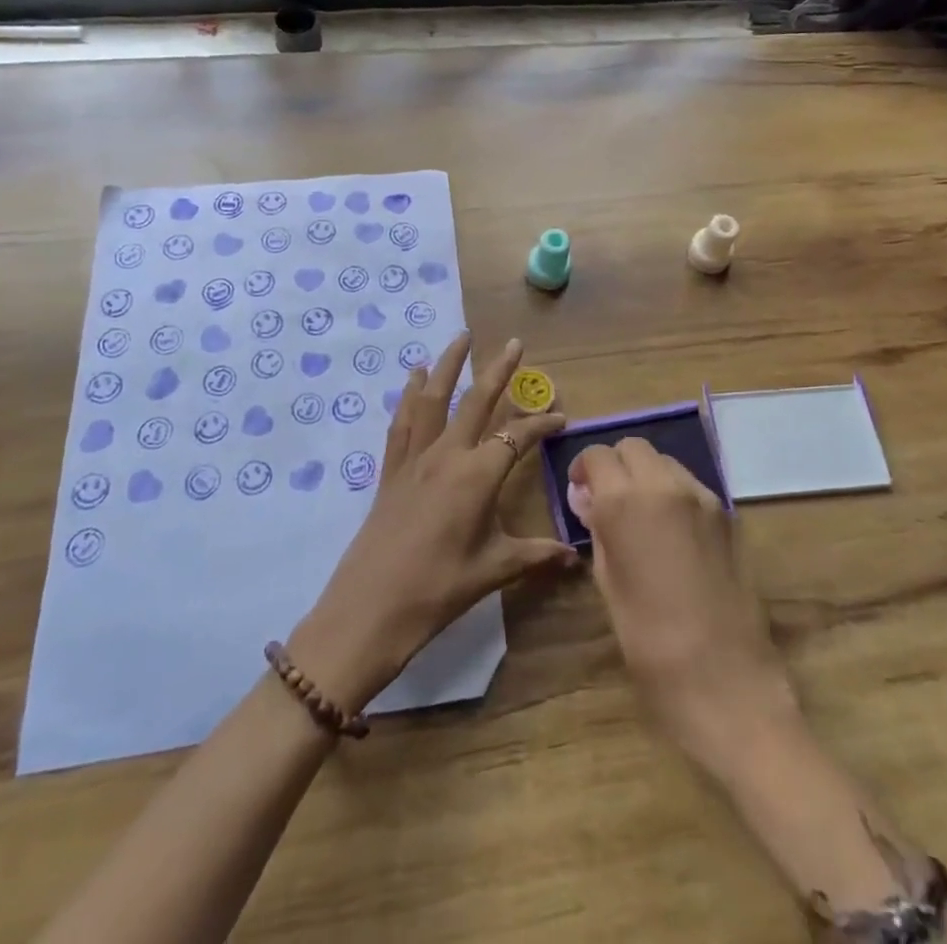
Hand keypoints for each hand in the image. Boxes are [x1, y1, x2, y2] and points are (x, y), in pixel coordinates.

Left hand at [288, 334, 573, 712]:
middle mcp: (446, 454)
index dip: (541, 424)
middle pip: (476, 401)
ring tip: (460, 338)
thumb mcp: (494, 570)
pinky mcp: (391, 470)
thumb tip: (575, 557)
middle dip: (498, 370)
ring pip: (432, 399)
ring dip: (448, 365)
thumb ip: (536, 555)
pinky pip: (401, 422)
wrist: (370, 608)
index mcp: (477, 475)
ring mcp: (414, 459)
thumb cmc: (438, 589)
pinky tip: (414, 378)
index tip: (561, 417)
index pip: (517, 437)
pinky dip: (409, 396)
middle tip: (515, 343)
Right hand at [569, 438, 799, 778]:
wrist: (727, 683)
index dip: (584, 469)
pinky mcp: (728, 515)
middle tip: (608, 502)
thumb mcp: (609, 584)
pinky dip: (673, 493)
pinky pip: (691, 485)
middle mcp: (665, 485)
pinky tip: (671, 533)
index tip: (581, 494)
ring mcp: (703, 498)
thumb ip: (598, 531)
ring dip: (646, 475)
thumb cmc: (651, 644)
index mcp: (626, 501)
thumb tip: (588, 500)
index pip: (598, 455)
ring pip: (665, 461)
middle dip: (616, 465)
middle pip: (633, 447)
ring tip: (641, 517)